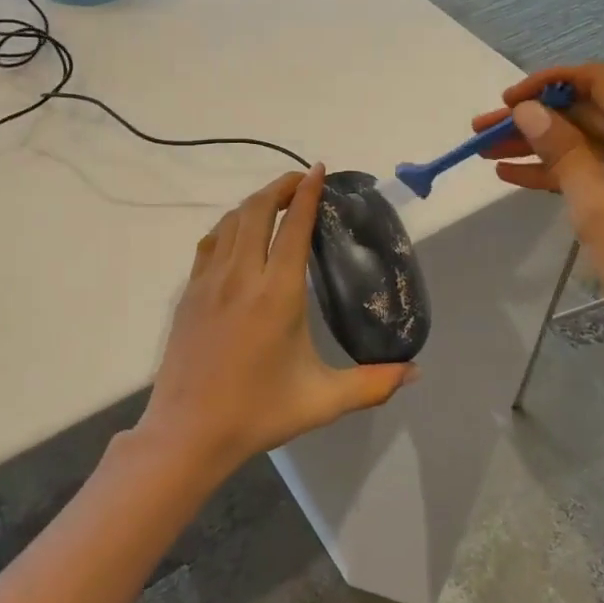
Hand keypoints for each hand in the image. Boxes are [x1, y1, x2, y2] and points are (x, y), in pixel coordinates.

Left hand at [136, 166, 416, 484]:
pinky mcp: (189, 293)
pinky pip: (210, 243)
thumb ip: (373, 384)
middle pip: (258, 210)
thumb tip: (416, 372)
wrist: (188, 432)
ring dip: (254, 203)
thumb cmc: (258, 413)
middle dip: (280, 187)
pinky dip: (228, 226)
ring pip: (231, 222)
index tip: (319, 170)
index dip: (308, 193)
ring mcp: (209, 282)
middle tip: (301, 182)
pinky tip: (237, 234)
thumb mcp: (322, 401)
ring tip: (275, 202)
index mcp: (277, 293)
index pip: (294, 227)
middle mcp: (241, 276)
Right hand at [474, 64, 603, 390]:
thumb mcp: (598, 206)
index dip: (549, 84)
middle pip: (594, 114)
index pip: (602, 82)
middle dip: (537, 121)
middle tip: (481, 132)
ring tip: (487, 154)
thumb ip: (561, 150)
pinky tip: (515, 177)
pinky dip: (563, 175)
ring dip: (543, 148)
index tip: (505, 102)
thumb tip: (528, 110)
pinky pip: (603, 174)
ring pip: (594, 145)